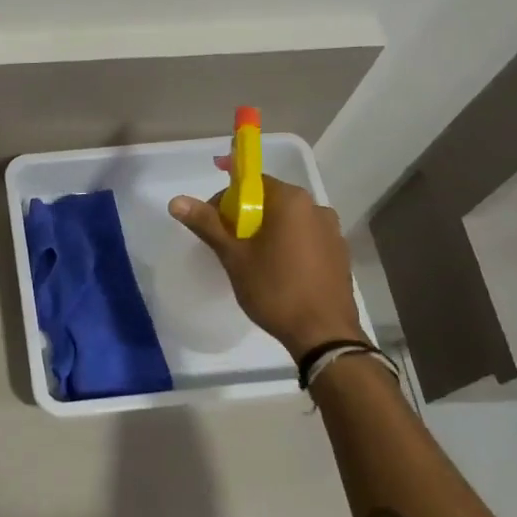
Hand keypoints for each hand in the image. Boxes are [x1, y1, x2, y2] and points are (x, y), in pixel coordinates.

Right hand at [168, 175, 364, 355]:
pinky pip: (304, 237)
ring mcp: (332, 231)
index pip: (252, 182)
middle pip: (270, 200)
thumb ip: (207, 224)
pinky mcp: (339, 253)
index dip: (226, 197)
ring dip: (266, 231)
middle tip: (226, 243)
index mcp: (291, 201)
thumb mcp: (234, 256)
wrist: (322, 334)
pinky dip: (286, 244)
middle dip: (244, 216)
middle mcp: (316, 208)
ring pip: (288, 221)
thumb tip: (176, 201)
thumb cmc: (274, 289)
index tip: (211, 219)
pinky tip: (276, 271)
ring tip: (250, 261)